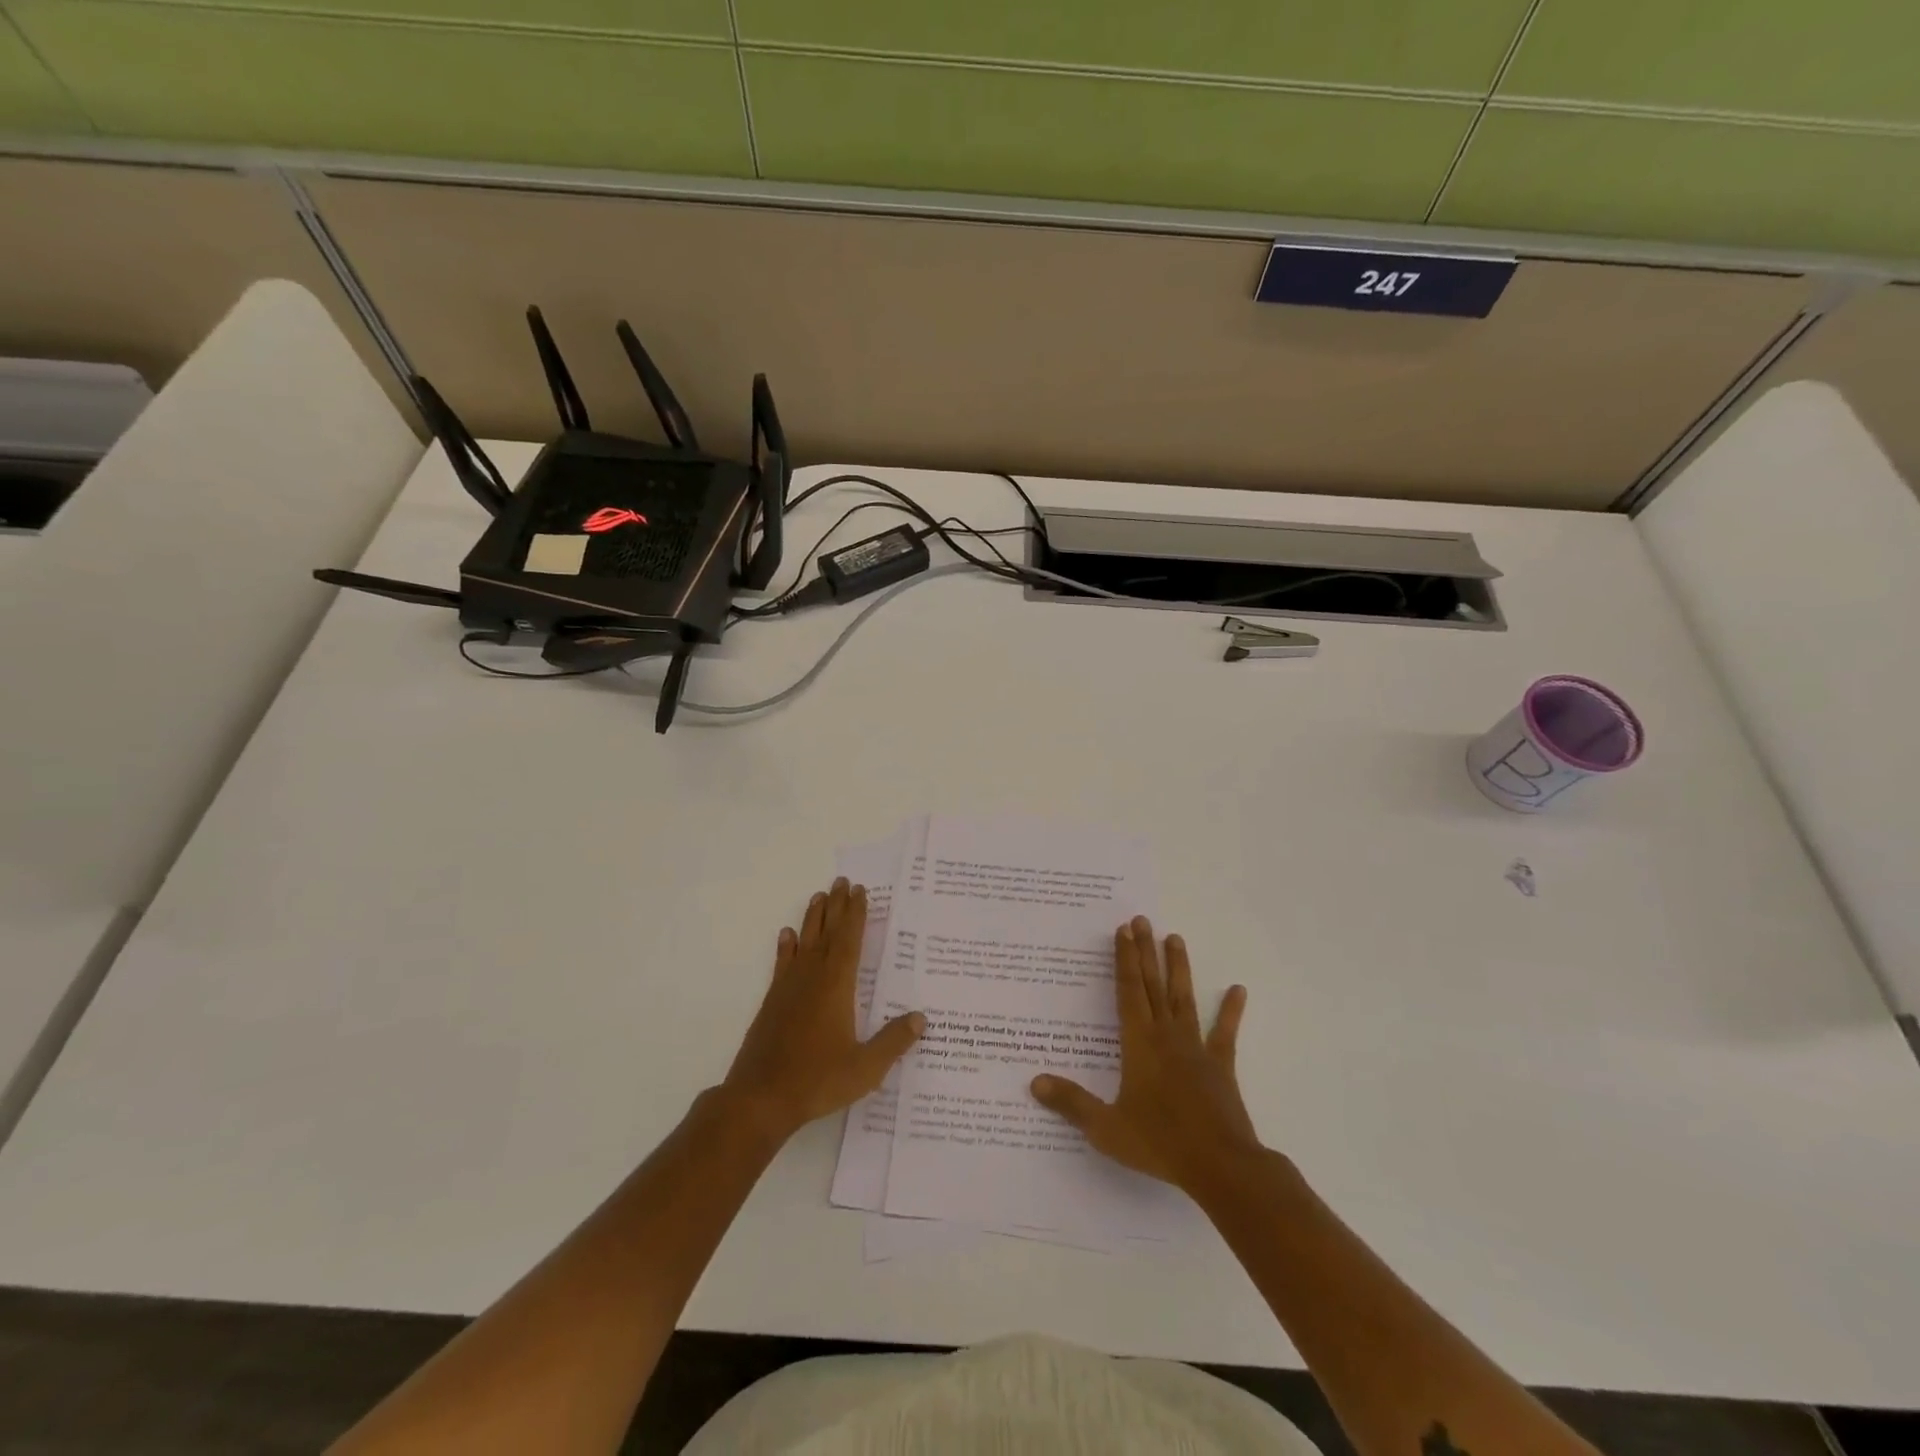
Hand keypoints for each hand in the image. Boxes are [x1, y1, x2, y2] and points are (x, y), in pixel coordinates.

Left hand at [722, 878, 923, 1143]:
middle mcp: (812, 978)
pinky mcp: (772, 1002)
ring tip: (819, 896)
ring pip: (804, 942)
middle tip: (842, 881)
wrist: (760, 1098)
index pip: (850, 940)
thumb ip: (894, 1041)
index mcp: (837, 986)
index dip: (856, 914)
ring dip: (813, 918)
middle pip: (827, 933)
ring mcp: (789, 988)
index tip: (860, 891)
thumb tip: (921, 1018)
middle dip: (837, 906)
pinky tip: (786, 935)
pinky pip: (782, 963)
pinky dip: (786, 947)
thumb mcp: (865, 1067)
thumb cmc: (817, 1080)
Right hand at [1031, 916, 1256, 1192]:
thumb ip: (1071, 1103)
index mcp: (1139, 1044)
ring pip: (1184, 998)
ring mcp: (1196, 1048)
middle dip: (1145, 951)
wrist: (1221, 1165)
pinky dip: (1230, 1010)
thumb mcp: (1106, 1128)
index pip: (1128, 991)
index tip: (1122, 931)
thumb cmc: (1159, 1143)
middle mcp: (1166, 1035)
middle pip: (1153, 985)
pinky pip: (1225, 1032)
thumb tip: (1034, 1082)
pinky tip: (1238, 989)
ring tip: (1175, 937)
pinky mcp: (1220, 1065)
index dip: (1124, 960)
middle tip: (1141, 920)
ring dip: (1179, 967)